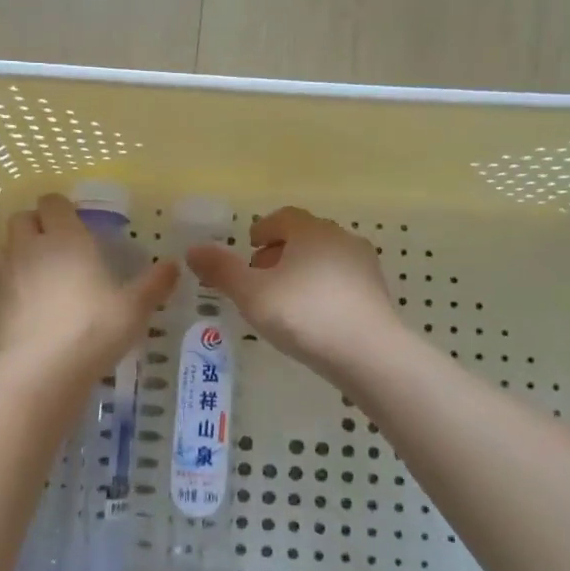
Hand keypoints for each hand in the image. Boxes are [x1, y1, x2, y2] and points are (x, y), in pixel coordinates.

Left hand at [0, 194, 178, 376]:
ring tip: (32, 275)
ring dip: (12, 254)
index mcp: (65, 238)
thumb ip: (154, 284)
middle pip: (20, 219)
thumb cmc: (95, 329)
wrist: (43, 369)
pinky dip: (4, 292)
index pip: (52, 202)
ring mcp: (3, 276)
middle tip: (54, 247)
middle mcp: (29, 248)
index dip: (61, 208)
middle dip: (33, 227)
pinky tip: (21, 311)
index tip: (74, 223)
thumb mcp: (135, 308)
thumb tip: (174, 265)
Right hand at [186, 207, 403, 379]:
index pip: (284, 217)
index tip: (249, 245)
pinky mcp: (376, 293)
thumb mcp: (252, 294)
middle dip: (280, 251)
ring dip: (301, 270)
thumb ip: (222, 270)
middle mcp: (341, 239)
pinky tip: (311, 316)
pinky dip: (321, 288)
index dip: (263, 228)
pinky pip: (341, 281)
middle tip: (259, 275)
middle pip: (305, 236)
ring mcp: (364, 266)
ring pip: (325, 258)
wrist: (369, 353)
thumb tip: (193, 249)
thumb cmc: (304, 315)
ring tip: (283, 298)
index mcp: (311, 231)